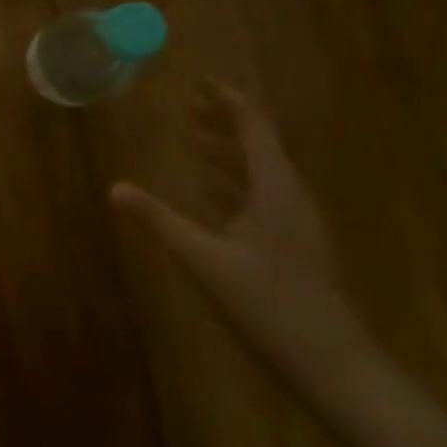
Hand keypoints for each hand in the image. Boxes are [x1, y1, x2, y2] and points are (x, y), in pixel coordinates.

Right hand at [112, 80, 367, 373]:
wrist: (332, 364)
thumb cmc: (268, 304)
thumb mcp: (205, 260)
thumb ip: (159, 221)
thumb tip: (114, 188)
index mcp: (275, 188)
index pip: (253, 127)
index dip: (227, 100)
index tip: (198, 81)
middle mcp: (290, 195)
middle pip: (258, 144)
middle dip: (225, 122)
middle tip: (189, 107)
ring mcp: (296, 221)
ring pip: (261, 170)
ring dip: (229, 151)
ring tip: (194, 141)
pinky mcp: (295, 243)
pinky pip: (263, 195)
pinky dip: (235, 182)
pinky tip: (210, 191)